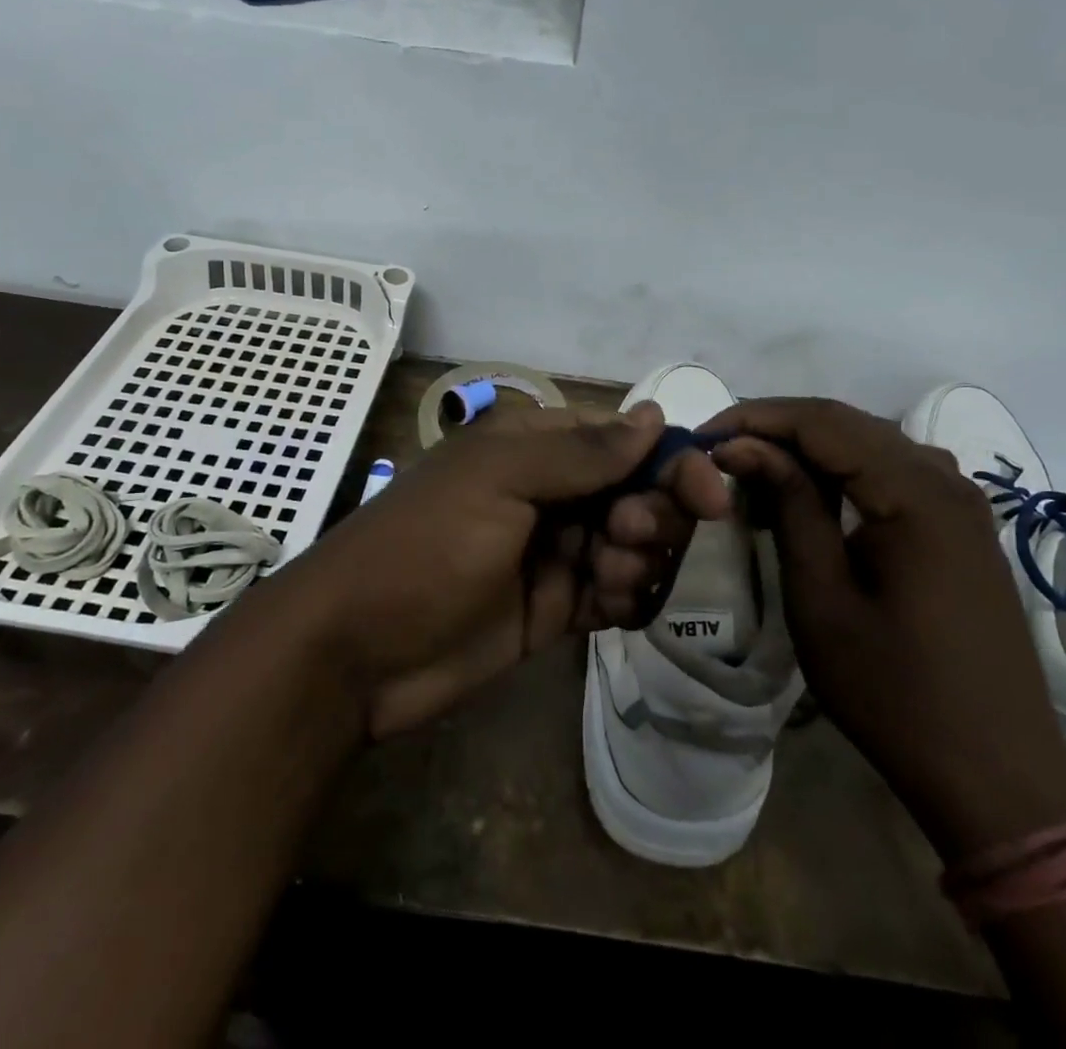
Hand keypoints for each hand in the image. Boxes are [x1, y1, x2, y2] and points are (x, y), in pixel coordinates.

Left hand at [299, 402, 731, 739]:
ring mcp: (554, 552)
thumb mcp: (498, 483)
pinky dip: (623, 599)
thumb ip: (581, 453)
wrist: (356, 652)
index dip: (670, 462)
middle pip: (637, 492)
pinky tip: (604, 610)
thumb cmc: (425, 547)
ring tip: (600, 583)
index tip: (710, 498)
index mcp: (535, 448)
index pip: (624, 440)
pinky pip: (613, 594)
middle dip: (650, 516)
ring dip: (635, 561)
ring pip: (632, 545)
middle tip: (625, 539)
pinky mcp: (554, 608)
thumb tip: (653, 414)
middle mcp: (551, 492)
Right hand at [707, 399, 1065, 857]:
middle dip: (777, 427)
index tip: (704, 437)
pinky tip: (811, 495)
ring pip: (870, 442)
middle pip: (848, 423)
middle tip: (721, 451)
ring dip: (809, 446)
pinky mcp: (961, 526)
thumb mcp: (822, 598)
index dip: (756, 417)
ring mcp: (961, 501)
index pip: (822, 422)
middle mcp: (945, 479)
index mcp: (915, 493)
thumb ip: (790, 506)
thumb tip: (745, 446)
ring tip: (755, 470)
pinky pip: (893, 471)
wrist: (996, 774)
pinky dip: (843, 470)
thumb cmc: (895, 692)